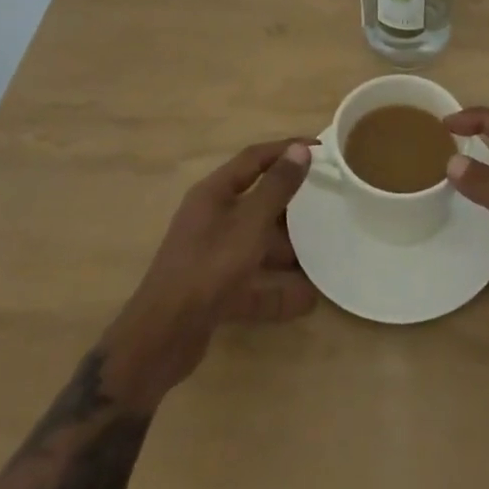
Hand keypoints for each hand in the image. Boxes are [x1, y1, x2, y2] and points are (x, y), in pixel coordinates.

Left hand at [104, 139, 316, 405]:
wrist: (162, 338)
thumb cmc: (208, 267)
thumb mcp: (249, 223)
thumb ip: (276, 188)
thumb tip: (300, 149)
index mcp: (214, 193)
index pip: (254, 158)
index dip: (286, 150)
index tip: (321, 151)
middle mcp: (211, 218)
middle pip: (257, 202)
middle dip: (291, 206)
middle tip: (326, 203)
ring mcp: (212, 256)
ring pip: (257, 245)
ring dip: (288, 251)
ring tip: (323, 254)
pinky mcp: (215, 291)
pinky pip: (253, 283)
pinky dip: (277, 291)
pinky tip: (307, 300)